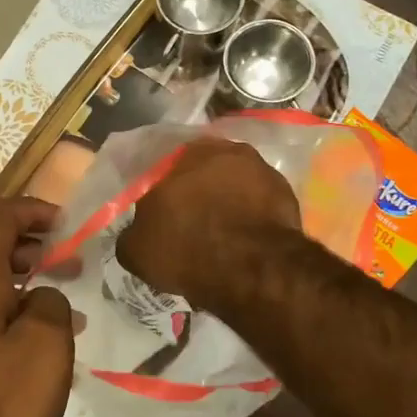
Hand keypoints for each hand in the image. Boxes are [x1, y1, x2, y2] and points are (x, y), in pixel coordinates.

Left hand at [0, 197, 74, 416]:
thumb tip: (39, 297)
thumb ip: (50, 303)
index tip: (66, 223)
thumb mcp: (45, 348)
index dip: (31, 209)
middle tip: (70, 261)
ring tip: (62, 302)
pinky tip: (35, 346)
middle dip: (30, 245)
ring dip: (21, 281)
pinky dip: (7, 312)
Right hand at [116, 139, 300, 310]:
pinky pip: (258, 201)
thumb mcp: (136, 250)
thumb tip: (135, 234)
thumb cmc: (184, 249)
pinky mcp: (285, 190)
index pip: (161, 170)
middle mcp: (220, 149)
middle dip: (196, 193)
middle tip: (190, 223)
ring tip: (221, 234)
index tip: (160, 217)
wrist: (251, 267)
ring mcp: (258, 167)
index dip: (160, 195)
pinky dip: (251, 215)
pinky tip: (245, 239)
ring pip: (233, 184)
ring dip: (227, 201)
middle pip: (200, 172)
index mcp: (178, 154)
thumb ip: (131, 234)